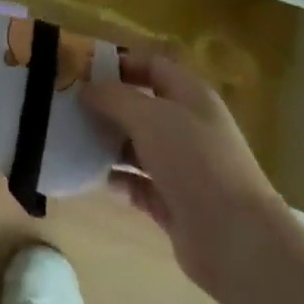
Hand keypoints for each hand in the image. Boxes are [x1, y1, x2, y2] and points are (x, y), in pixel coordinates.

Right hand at [81, 50, 288, 300]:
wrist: (237, 241)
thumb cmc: (194, 162)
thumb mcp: (149, 116)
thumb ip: (113, 96)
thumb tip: (86, 89)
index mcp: (190, 96)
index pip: (151, 65)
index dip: (119, 62)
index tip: (81, 69)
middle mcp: (188, 127)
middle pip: (141, 106)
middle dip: (106, 105)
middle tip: (67, 105)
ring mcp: (183, 167)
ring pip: (136, 145)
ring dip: (107, 143)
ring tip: (70, 140)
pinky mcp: (174, 203)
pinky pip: (137, 183)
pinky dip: (116, 180)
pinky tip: (91, 177)